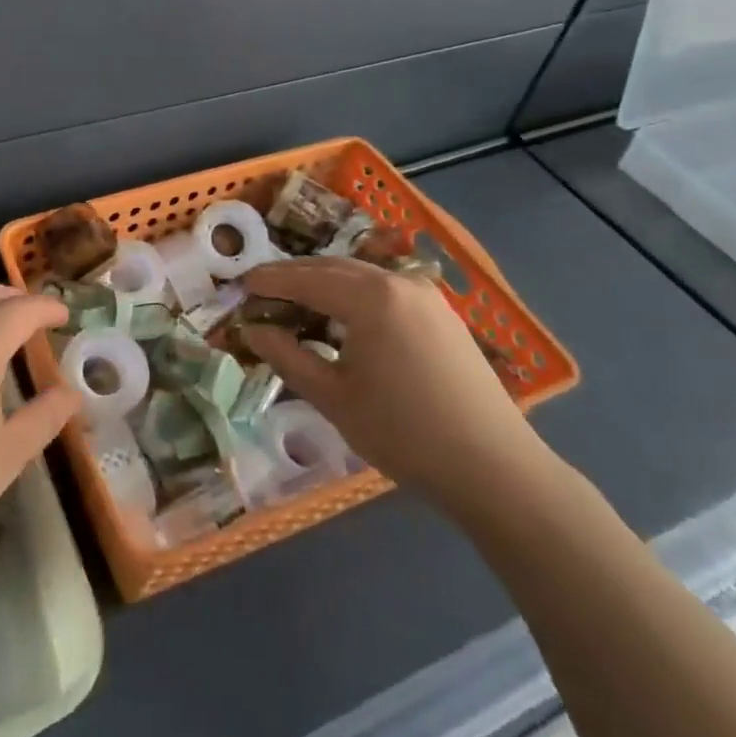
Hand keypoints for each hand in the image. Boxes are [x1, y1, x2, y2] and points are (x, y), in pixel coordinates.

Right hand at [237, 257, 552, 512]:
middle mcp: (399, 283)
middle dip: (295, 276)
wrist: (494, 468)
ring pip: (362, 276)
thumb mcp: (333, 397)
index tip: (240, 284)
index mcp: (370, 297)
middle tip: (262, 291)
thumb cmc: (404, 433)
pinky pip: (386, 290)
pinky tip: (344, 318)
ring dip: (325, 283)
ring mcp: (426, 296)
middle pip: (333, 268)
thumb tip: (251, 330)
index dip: (270, 281)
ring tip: (297, 303)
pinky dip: (355, 295)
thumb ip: (287, 357)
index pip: (306, 278)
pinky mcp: (443, 315)